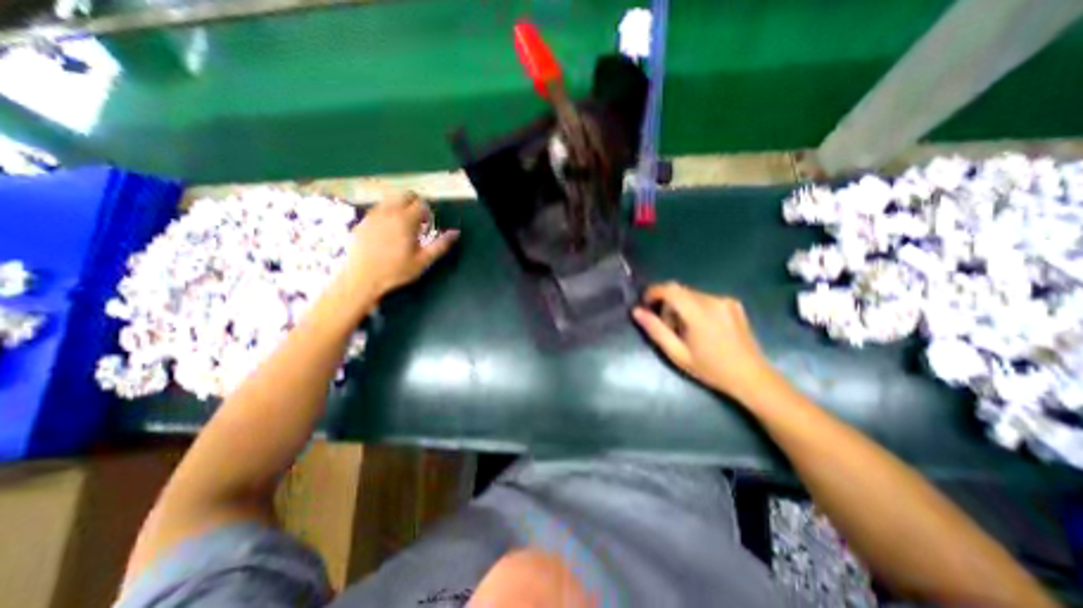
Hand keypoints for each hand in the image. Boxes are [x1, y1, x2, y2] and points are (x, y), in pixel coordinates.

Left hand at [344, 191, 458, 299]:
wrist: (361, 279)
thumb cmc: (396, 271)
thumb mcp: (423, 261)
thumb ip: (441, 245)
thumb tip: (456, 233)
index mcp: (405, 220)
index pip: (420, 202)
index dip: (428, 211)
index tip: (429, 224)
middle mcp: (388, 212)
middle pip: (404, 195)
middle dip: (414, 204)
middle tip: (418, 222)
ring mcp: (373, 215)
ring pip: (390, 200)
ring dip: (400, 207)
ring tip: (403, 226)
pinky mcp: (362, 222)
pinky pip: (378, 209)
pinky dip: (387, 213)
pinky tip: (387, 231)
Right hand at [637, 283, 778, 400]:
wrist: (751, 377)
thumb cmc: (711, 369)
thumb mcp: (677, 354)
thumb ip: (656, 330)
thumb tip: (636, 311)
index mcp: (699, 313)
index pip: (670, 289)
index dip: (653, 292)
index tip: (646, 304)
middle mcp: (713, 300)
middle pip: (679, 291)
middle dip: (667, 304)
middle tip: (667, 327)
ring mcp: (726, 300)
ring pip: (691, 294)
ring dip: (681, 306)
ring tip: (685, 330)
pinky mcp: (733, 303)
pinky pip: (704, 298)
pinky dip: (695, 307)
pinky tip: (701, 328)